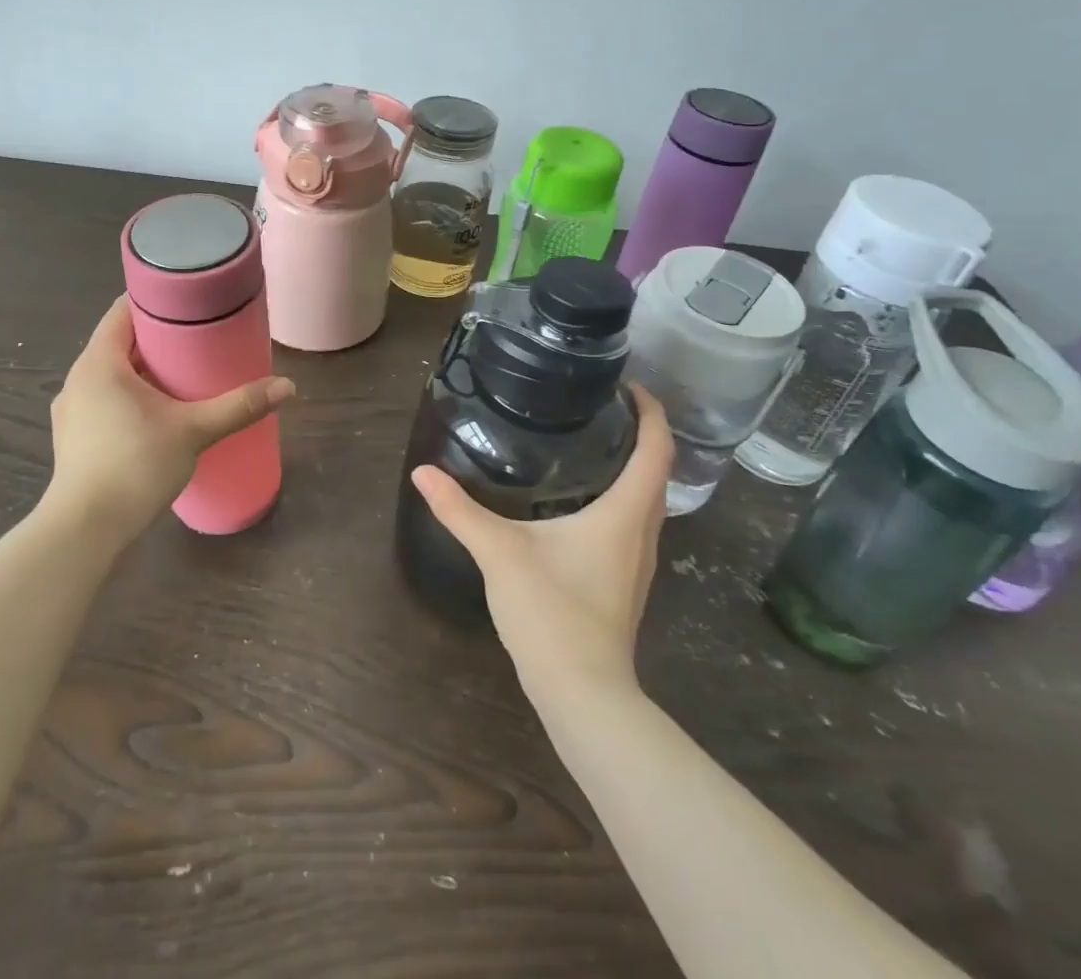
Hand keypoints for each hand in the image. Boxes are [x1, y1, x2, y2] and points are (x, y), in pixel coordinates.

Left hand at [47, 295, 294, 548]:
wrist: (86, 530)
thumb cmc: (136, 465)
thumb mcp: (194, 430)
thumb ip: (239, 406)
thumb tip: (288, 386)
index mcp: (99, 362)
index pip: (122, 311)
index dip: (155, 300)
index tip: (188, 301)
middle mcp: (78, 379)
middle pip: (118, 342)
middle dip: (156, 339)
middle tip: (197, 338)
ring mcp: (71, 411)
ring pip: (110, 375)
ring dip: (142, 371)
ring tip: (180, 376)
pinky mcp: (73, 438)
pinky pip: (103, 401)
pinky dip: (128, 397)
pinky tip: (154, 415)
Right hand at [411, 384, 672, 693]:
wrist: (582, 693)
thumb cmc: (552, 612)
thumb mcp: (499, 552)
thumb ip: (460, 510)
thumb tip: (423, 472)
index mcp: (623, 515)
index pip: (656, 452)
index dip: (652, 413)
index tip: (630, 387)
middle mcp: (641, 534)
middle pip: (657, 474)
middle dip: (643, 436)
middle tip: (606, 407)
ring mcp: (637, 563)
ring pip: (648, 502)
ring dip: (635, 469)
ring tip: (596, 444)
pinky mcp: (625, 583)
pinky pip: (633, 524)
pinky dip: (621, 498)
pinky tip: (584, 502)